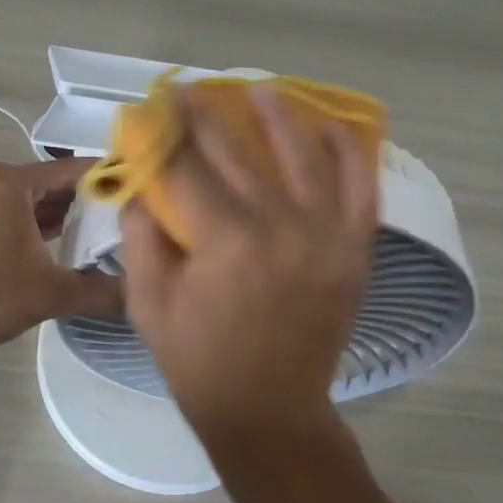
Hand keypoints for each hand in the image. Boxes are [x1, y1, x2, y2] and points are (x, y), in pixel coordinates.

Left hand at [0, 157, 122, 358]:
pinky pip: (12, 213)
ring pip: (31, 199)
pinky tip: (63, 245)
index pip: (73, 168)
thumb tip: (141, 294)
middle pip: (52, 182)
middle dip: (89, 200)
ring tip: (103, 234)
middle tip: (128, 219)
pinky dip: (37, 225)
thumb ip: (103, 291)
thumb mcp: (53, 294)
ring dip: (63, 214)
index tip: (142, 194)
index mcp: (9, 182)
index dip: (110, 179)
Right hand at [119, 88, 377, 454]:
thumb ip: (141, 236)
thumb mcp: (147, 304)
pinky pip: (361, 187)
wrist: (271, 412)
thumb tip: (141, 183)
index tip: (155, 105)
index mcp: (224, 241)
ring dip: (280, 116)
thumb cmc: (199, 362)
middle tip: (192, 91)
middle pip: (239, 152)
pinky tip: (332, 127)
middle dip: (208, 116)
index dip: (165, 131)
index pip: (186, 167)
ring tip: (261, 90)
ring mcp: (326, 235)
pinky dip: (350, 153)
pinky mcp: (355, 249)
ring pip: (304, 155)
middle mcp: (281, 226)